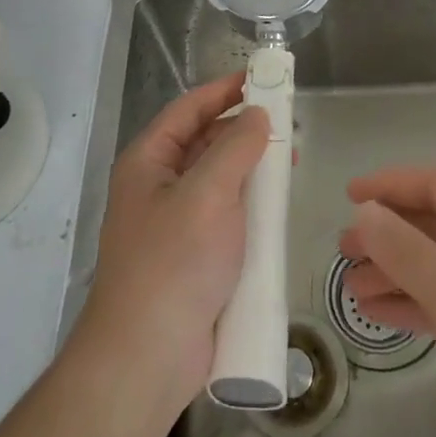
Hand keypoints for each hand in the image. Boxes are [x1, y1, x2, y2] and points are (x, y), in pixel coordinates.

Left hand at [73, 73, 269, 436]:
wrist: (146, 359)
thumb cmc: (173, 264)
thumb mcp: (207, 194)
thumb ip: (236, 147)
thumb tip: (257, 115)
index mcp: (148, 162)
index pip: (188, 109)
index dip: (224, 89)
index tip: (262, 77)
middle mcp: (158, 187)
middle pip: (205, 143)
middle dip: (245, 131)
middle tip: (288, 124)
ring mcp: (175, 224)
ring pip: (219, 181)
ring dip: (252, 170)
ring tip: (290, 163)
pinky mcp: (194, 257)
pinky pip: (226, 216)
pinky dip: (251, 206)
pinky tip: (278, 209)